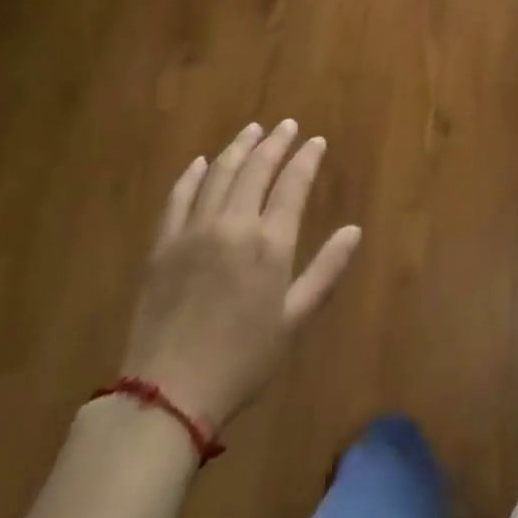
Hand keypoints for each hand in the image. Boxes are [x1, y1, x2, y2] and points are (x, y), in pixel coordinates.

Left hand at [121, 120, 360, 432]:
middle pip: (256, 169)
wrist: (169, 392)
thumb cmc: (243, 359)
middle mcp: (233, 225)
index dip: (306, 158)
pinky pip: (179, 197)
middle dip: (274, 142)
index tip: (316, 141)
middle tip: (286, 125)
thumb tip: (354, 231)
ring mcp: (194, 231)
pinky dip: (192, 175)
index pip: (292, 184)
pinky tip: (201, 163)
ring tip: (252, 130)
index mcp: (270, 243)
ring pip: (219, 174)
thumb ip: (326, 270)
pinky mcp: (163, 244)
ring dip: (238, 147)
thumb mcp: (295, 319)